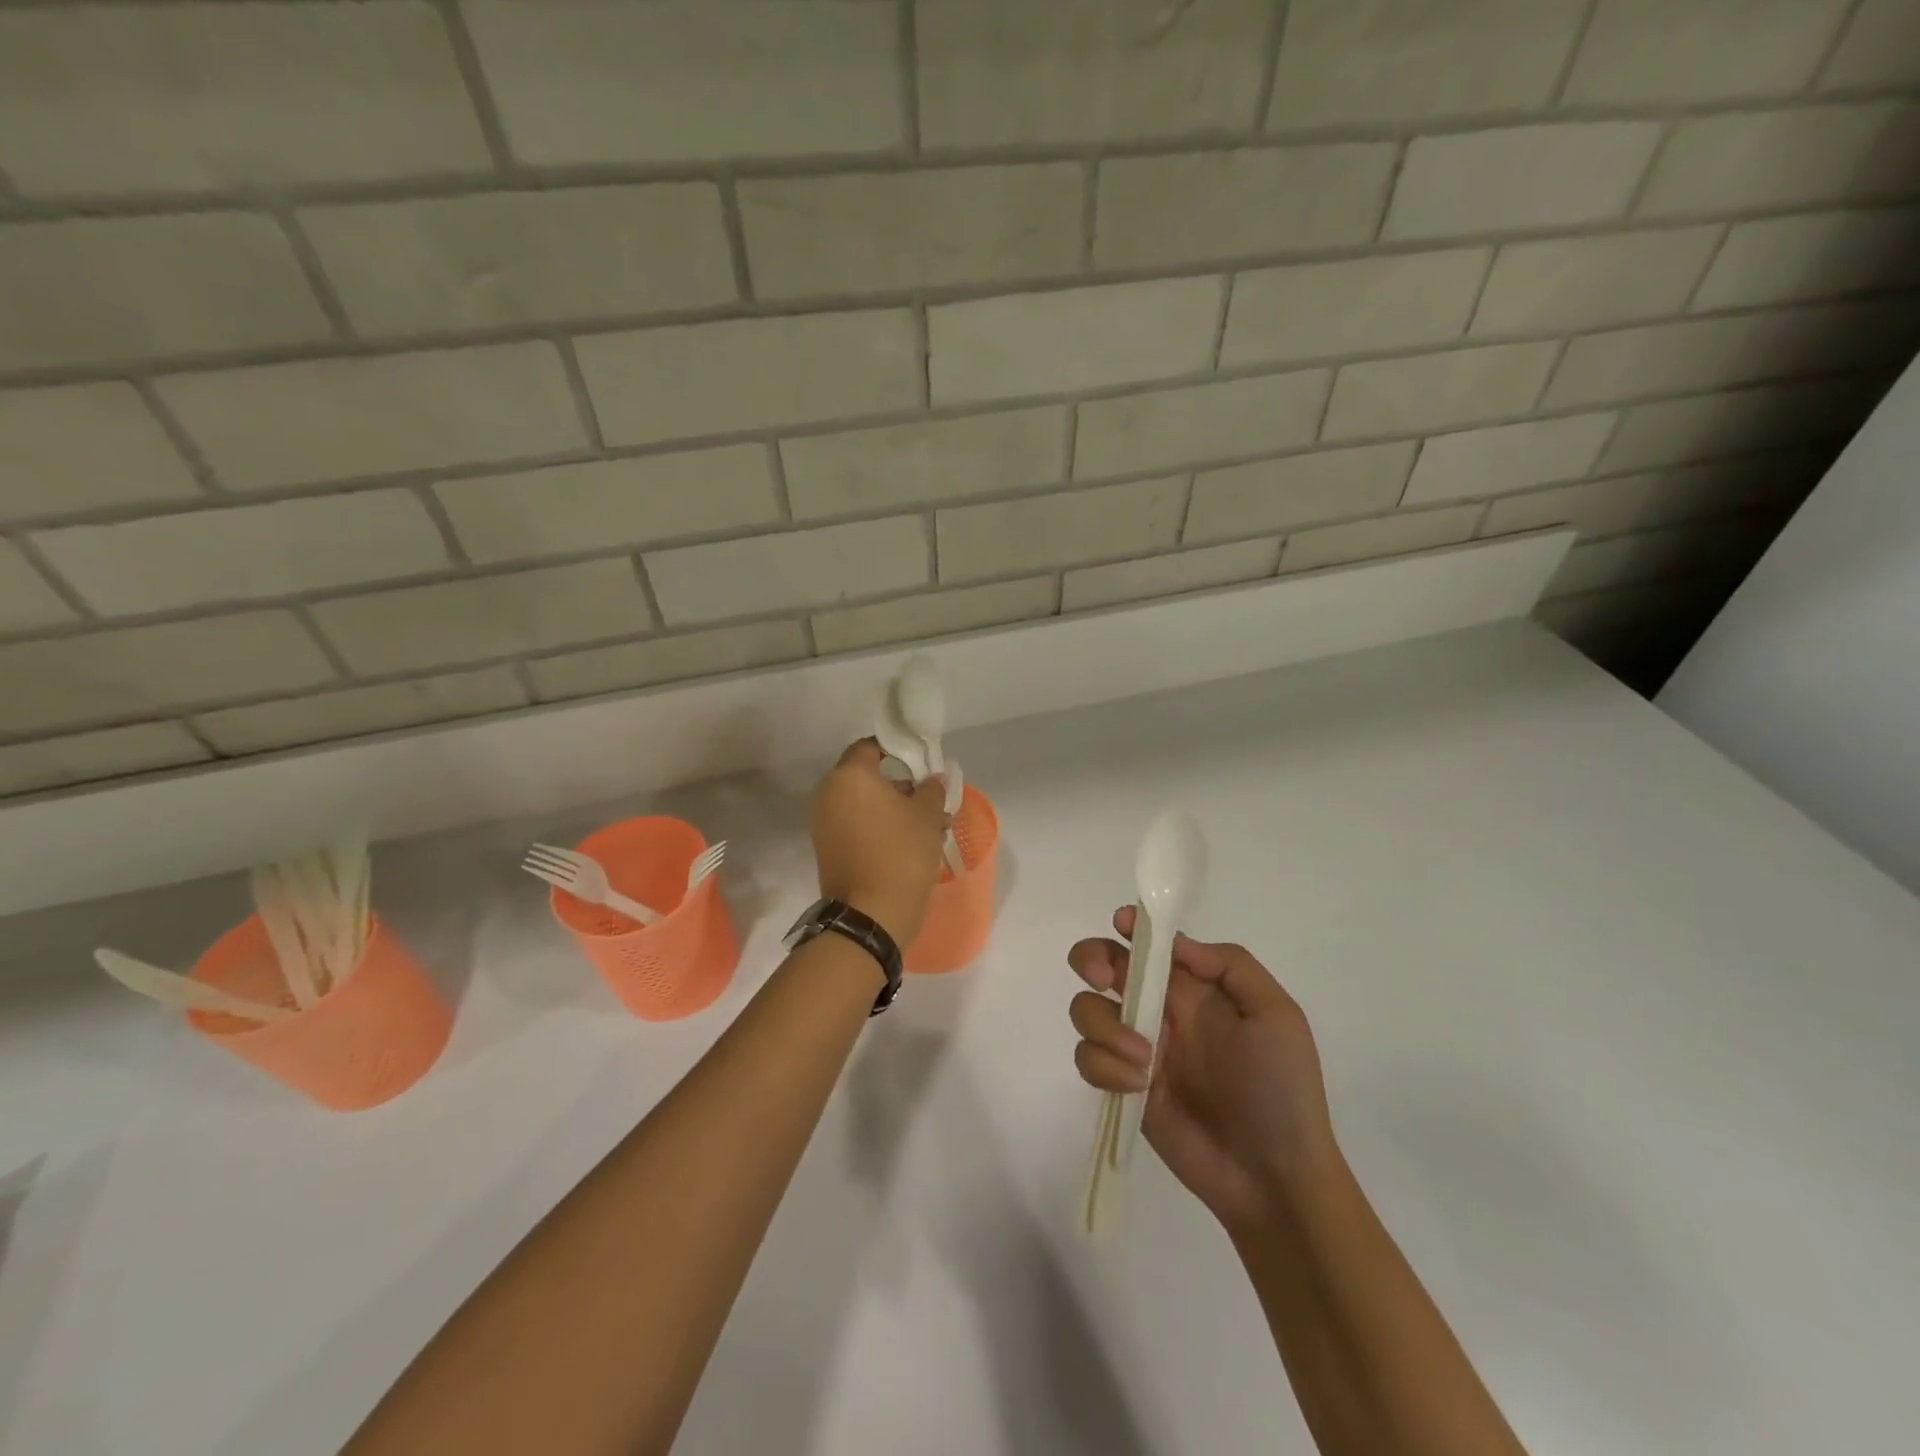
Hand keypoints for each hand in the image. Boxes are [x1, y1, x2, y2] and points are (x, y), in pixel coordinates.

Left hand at [811, 739, 949, 944]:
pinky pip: (855, 826)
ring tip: (928, 827)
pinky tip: (909, 844)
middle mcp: (828, 793)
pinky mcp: (827, 849)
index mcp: (849, 776)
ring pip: (863, 805)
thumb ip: (931, 789)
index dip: (897, 750)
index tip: (921, 764)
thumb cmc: (901, 853)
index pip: (870, 747)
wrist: (871, 914)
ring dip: (892, 810)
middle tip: (930, 800)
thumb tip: (932, 779)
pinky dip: (878, 828)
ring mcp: (823, 823)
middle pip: (867, 778)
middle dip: (900, 786)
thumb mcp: (927, 815)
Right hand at [1068, 908, 1337, 1232]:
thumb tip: (1174, 941)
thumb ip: (1229, 965)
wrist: (1273, 1175)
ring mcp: (1136, 1048)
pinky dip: (1105, 1066)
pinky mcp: (1120, 1087)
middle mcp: (1159, 1009)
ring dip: (1105, 1025)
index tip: (1121, 925)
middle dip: (1092, 960)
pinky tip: (1141, 1087)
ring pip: (1086, 1009)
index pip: (1151, 944)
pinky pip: (1088, 1058)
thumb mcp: (1275, 1014)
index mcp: (1193, 987)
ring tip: (1146, 1059)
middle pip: (1102, 964)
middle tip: (1105, 979)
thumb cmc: (1281, 1088)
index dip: (1130, 927)